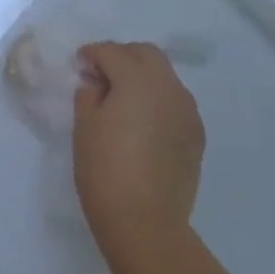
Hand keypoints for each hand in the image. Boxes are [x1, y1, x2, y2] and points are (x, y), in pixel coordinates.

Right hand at [73, 42, 206, 273]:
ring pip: (165, 76)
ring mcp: (188, 111)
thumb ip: (89, 93)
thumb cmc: (105, 170)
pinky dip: (156, 100)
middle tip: (100, 76)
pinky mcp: (196, 134)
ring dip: (142, 77)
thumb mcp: (84, 126)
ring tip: (121, 99)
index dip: (91, 54)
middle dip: (121, 56)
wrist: (145, 221)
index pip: (112, 52)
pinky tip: (141, 122)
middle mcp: (169, 87)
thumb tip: (98, 83)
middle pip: (146, 54)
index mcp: (138, 80)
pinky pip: (175, 102)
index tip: (79, 65)